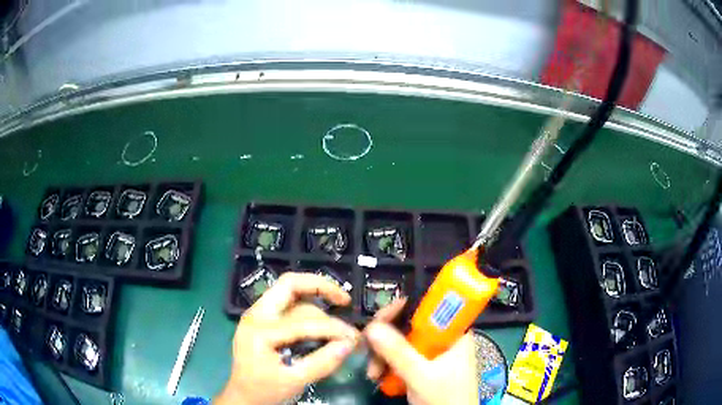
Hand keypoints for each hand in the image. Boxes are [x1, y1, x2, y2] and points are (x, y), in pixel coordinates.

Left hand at [215, 272, 359, 404]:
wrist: (242, 396)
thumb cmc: (264, 390)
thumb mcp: (294, 381)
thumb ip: (322, 363)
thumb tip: (349, 344)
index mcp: (260, 331)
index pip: (303, 321)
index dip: (332, 328)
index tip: (353, 338)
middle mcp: (256, 315)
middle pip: (289, 285)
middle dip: (320, 287)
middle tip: (345, 301)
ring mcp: (256, 315)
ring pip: (290, 294)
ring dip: (315, 300)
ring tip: (337, 316)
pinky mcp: (261, 320)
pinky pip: (286, 303)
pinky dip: (307, 306)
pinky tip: (320, 320)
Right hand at [365, 300, 478, 404]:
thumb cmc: (446, 398)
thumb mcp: (422, 376)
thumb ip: (398, 353)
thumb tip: (371, 327)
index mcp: (454, 332)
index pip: (427, 306)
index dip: (402, 308)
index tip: (379, 320)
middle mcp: (443, 337)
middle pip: (409, 324)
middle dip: (386, 339)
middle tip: (368, 350)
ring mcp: (433, 352)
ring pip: (402, 341)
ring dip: (383, 355)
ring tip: (373, 374)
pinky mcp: (424, 365)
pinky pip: (401, 356)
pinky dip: (387, 364)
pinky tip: (378, 376)